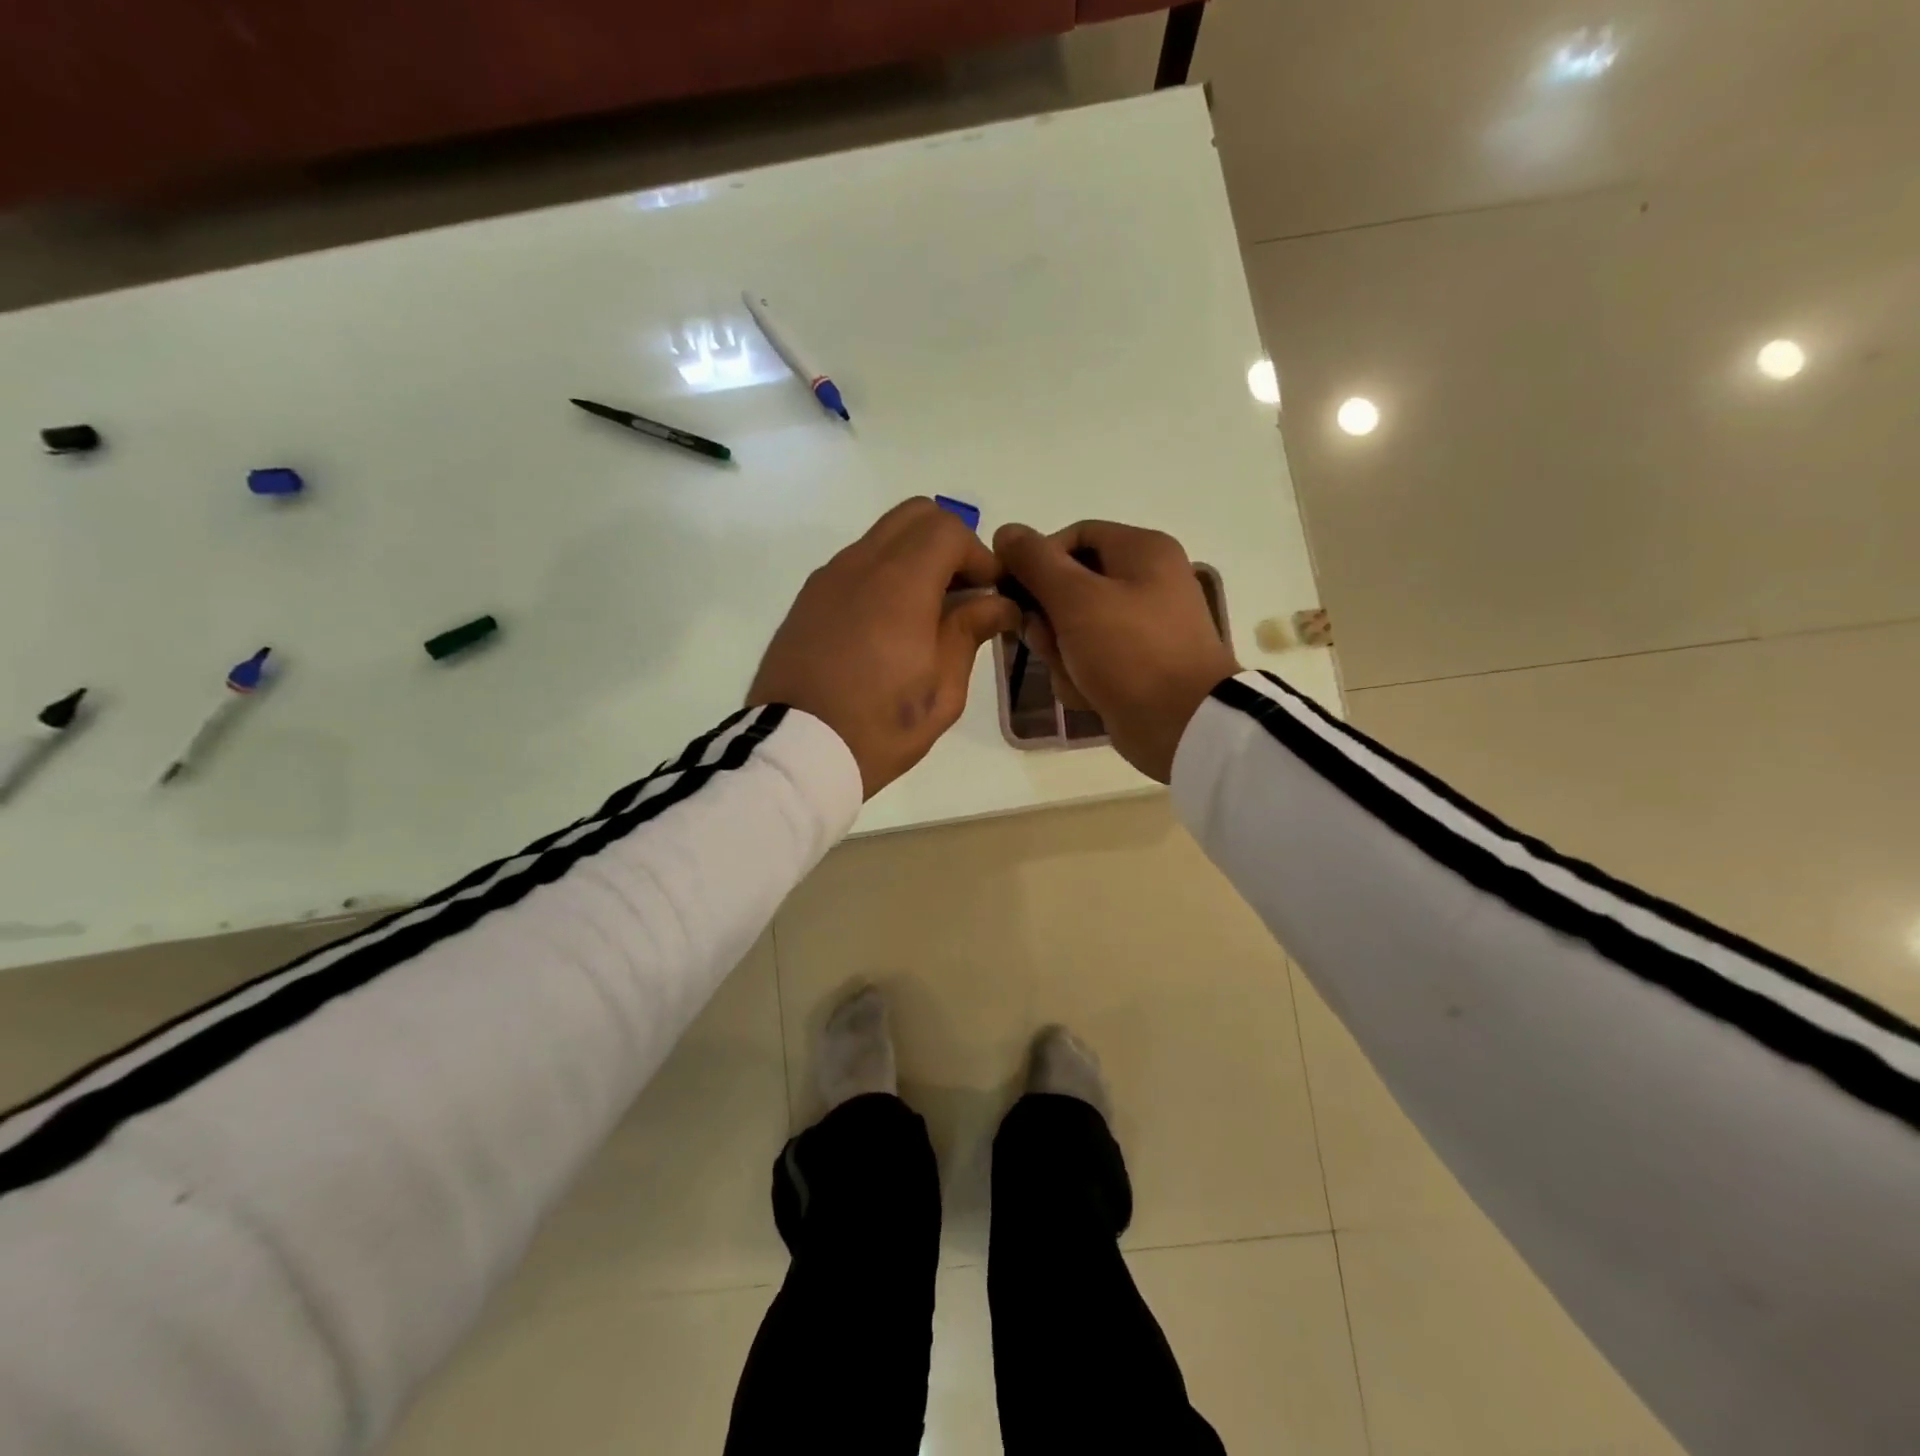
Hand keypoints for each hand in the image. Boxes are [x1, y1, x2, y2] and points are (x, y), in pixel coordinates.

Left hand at [750, 499, 1018, 797]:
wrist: (794, 752)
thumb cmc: (879, 727)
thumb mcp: (942, 690)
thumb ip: (970, 632)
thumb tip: (997, 603)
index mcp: (900, 583)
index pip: (949, 529)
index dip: (980, 554)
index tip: (991, 594)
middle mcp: (860, 564)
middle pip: (914, 515)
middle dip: (950, 543)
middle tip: (964, 593)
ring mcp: (827, 578)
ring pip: (882, 537)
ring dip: (915, 558)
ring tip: (928, 614)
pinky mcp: (808, 599)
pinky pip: (856, 565)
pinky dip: (884, 575)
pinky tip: (889, 627)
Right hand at [993, 520, 1239, 782]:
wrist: (1182, 726)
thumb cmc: (1129, 650)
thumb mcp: (1075, 598)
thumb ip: (1036, 562)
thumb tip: (1006, 531)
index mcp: (1142, 551)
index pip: (1073, 537)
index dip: (1037, 560)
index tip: (1011, 589)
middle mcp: (1145, 582)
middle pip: (1070, 586)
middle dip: (1047, 620)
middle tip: (1043, 640)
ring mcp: (1141, 628)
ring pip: (1073, 629)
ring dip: (1061, 654)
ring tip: (1074, 675)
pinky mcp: (1135, 666)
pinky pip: (1089, 660)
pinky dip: (1082, 677)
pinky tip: (1088, 695)